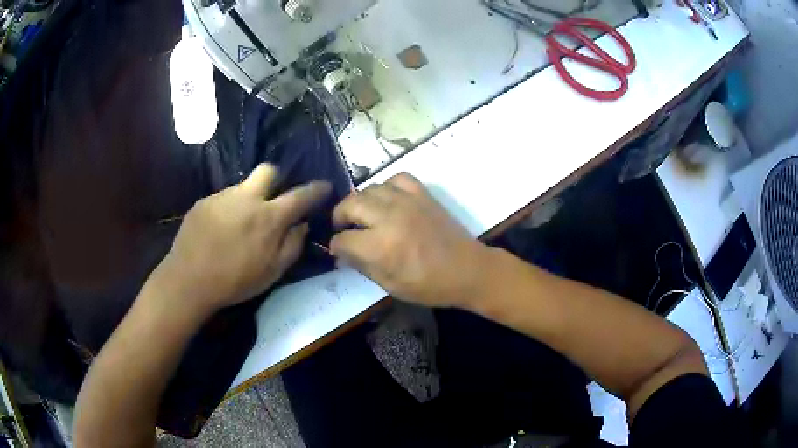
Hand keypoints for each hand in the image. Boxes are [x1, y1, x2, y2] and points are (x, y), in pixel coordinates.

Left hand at [152, 164, 330, 316]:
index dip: (316, 189)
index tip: (324, 186)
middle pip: (268, 170)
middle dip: (277, 178)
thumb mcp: (273, 272)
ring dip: (248, 198)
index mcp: (269, 217)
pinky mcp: (203, 201)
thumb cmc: (235, 281)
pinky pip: (223, 198)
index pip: (300, 195)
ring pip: (243, 185)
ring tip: (240, 223)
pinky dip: (229, 208)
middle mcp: (247, 198)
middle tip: (273, 197)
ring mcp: (222, 196)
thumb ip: (293, 245)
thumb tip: (301, 225)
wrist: (189, 281)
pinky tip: (220, 229)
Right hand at [330, 173, 488, 307]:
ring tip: (363, 214)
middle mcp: (389, 218)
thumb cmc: (429, 285)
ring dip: (360, 201)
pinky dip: (387, 186)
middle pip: (350, 205)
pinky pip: (397, 178)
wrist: (467, 270)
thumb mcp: (390, 286)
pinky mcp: (422, 194)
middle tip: (343, 227)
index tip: (339, 250)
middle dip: (339, 217)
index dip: (336, 246)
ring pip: (369, 188)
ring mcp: (407, 201)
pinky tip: (388, 199)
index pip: (342, 239)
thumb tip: (343, 252)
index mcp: (380, 247)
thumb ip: (362, 266)